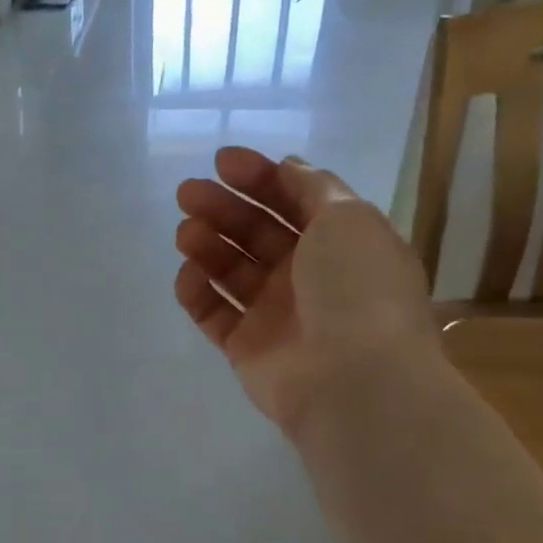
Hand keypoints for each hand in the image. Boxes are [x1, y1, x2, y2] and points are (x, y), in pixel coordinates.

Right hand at [174, 148, 438, 435]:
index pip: (294, 200)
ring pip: (231, 270)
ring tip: (186, 233)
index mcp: (340, 243)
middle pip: (256, 233)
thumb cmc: (356, 289)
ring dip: (206, 245)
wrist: (354, 380)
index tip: (222, 162)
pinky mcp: (246, 346)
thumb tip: (287, 167)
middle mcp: (308, 275)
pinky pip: (213, 312)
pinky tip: (188, 275)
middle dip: (222, 208)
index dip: (259, 178)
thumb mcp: (348, 218)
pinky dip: (197, 292)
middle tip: (187, 193)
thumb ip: (313, 187)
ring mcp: (275, 313)